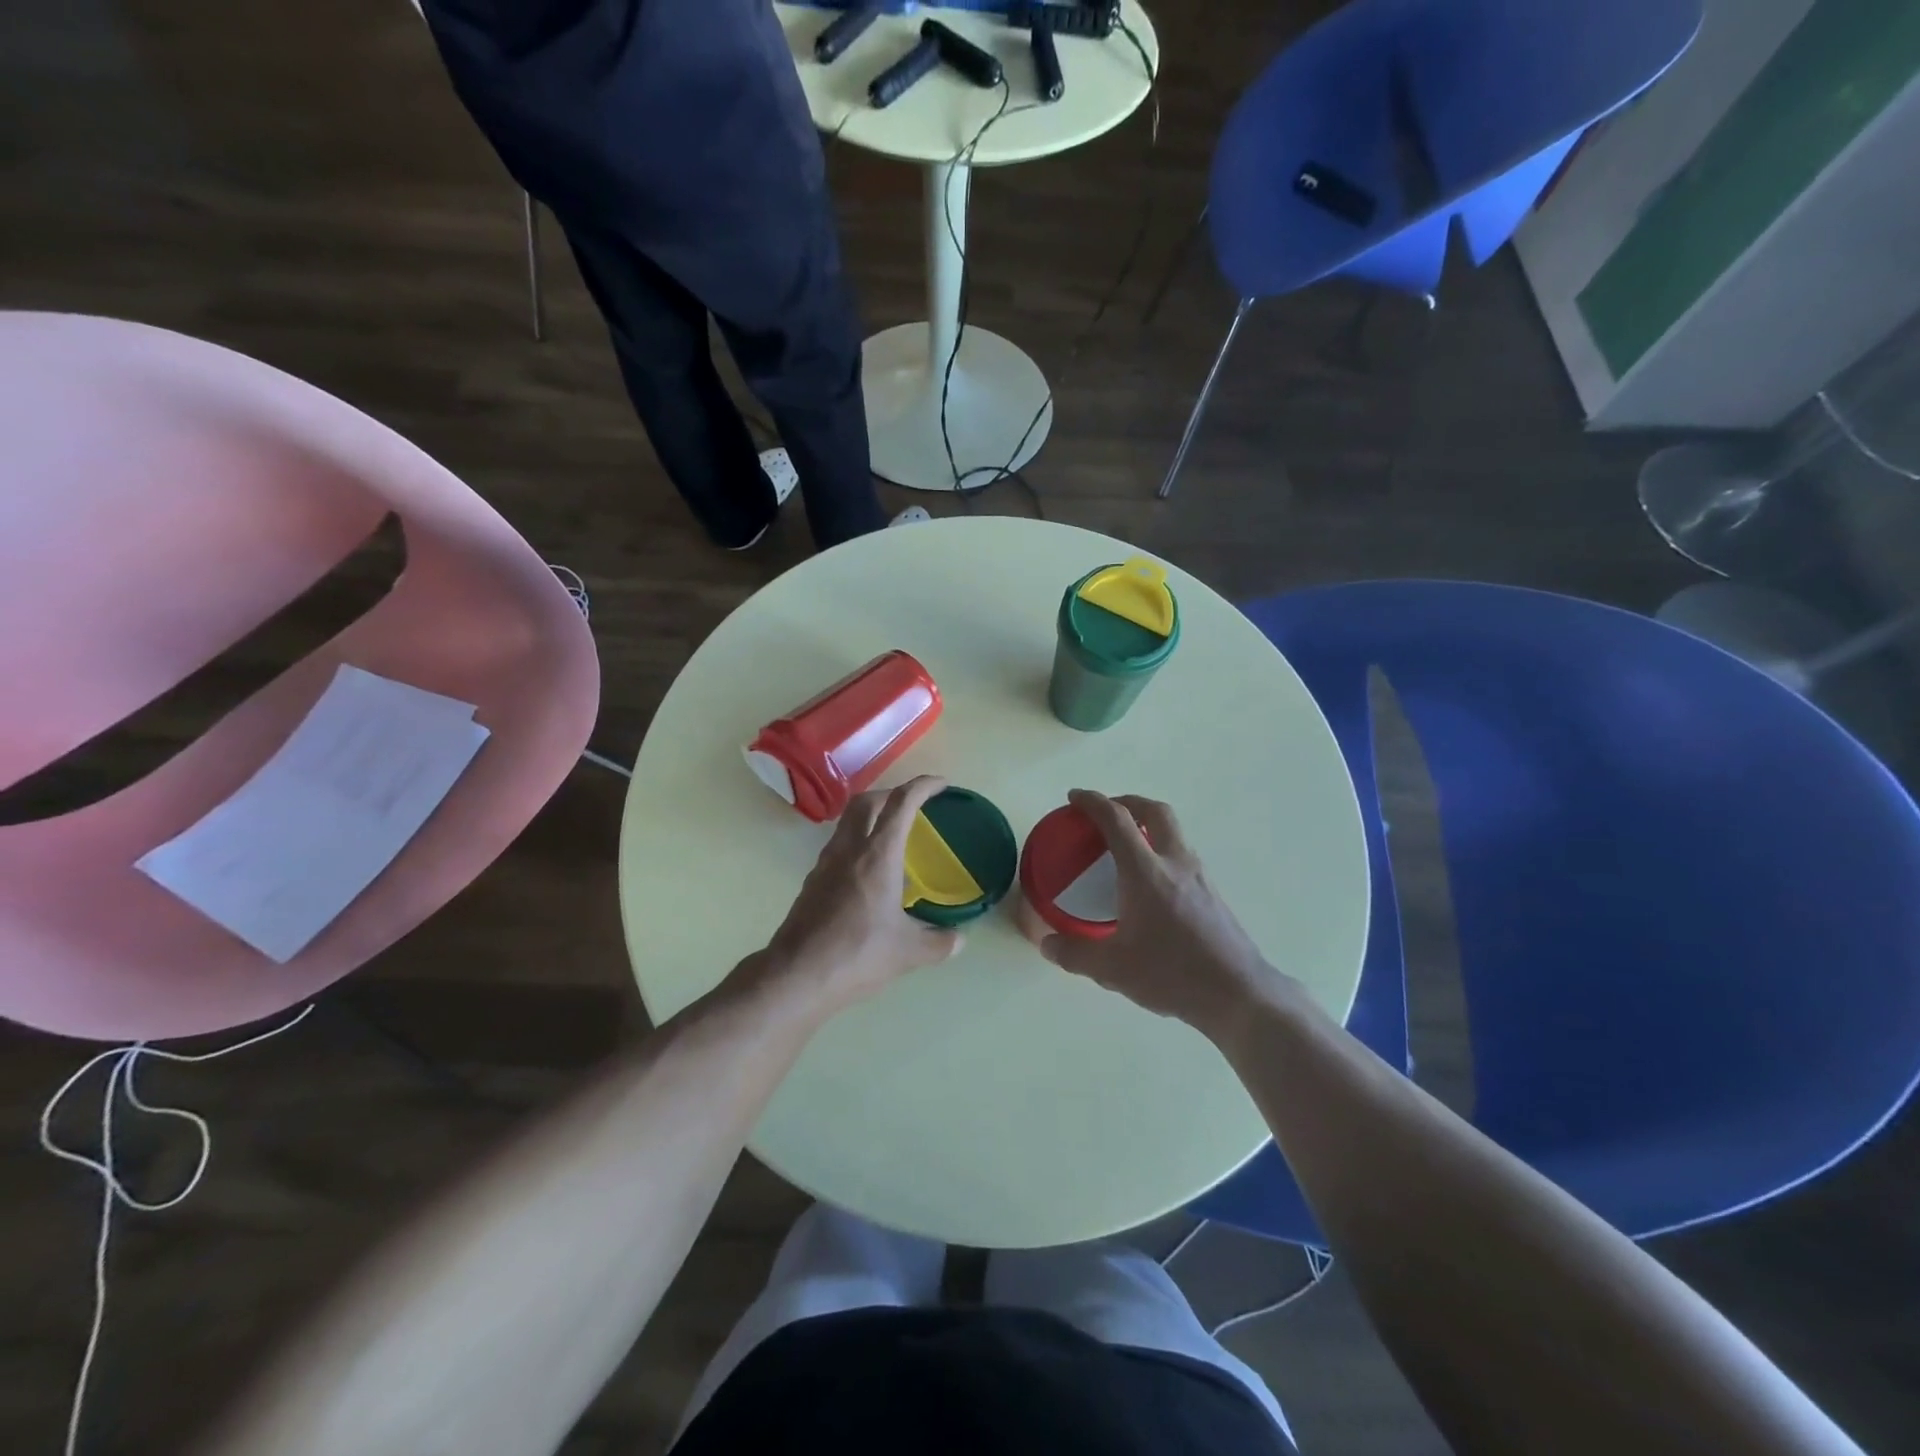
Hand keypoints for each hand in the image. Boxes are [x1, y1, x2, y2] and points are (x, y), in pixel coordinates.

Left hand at [757, 776, 962, 1019]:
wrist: (797, 975)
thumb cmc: (858, 954)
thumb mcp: (908, 952)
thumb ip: (939, 943)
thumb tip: (959, 940)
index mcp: (878, 854)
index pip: (901, 803)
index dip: (923, 786)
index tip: (941, 785)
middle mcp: (849, 849)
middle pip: (867, 800)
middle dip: (892, 793)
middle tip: (913, 805)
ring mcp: (825, 863)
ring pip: (847, 821)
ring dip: (870, 816)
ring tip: (892, 835)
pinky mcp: (812, 881)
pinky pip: (838, 846)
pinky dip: (856, 842)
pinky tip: (869, 872)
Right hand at [1040, 790, 1288, 1042]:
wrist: (1239, 994)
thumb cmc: (1172, 974)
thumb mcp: (1113, 969)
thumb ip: (1075, 954)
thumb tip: (1047, 944)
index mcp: (1145, 872)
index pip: (1116, 820)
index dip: (1093, 802)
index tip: (1074, 797)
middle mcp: (1175, 863)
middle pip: (1154, 811)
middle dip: (1128, 802)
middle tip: (1106, 812)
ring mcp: (1199, 876)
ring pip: (1174, 831)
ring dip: (1148, 825)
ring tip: (1126, 845)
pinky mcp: (1213, 893)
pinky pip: (1182, 854)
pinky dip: (1161, 849)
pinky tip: (1151, 882)